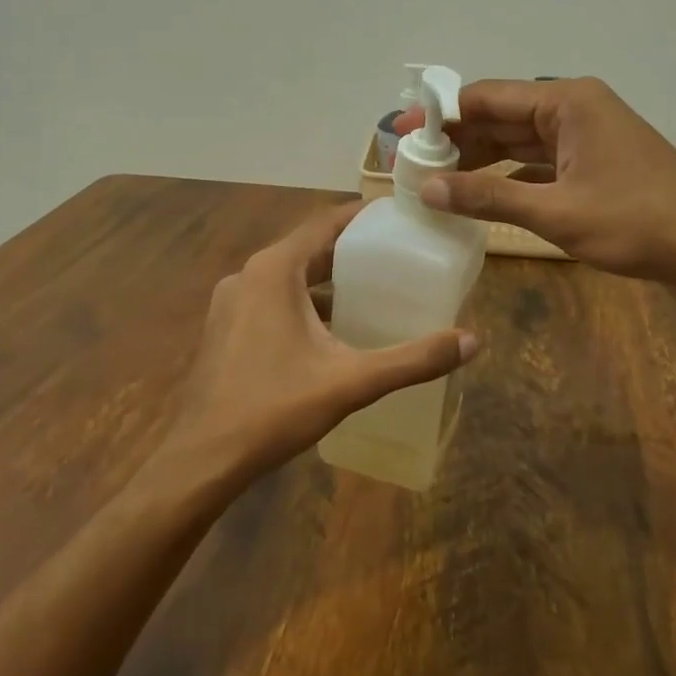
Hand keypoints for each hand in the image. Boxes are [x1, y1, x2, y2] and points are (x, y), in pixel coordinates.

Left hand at [161, 202, 478, 483]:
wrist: (203, 460)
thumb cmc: (275, 408)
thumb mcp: (351, 381)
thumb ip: (413, 359)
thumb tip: (472, 341)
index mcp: (274, 271)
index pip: (324, 223)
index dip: (361, 215)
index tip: (397, 215)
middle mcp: (248, 276)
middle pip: (307, 249)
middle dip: (349, 250)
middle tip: (395, 254)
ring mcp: (230, 303)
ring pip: (288, 277)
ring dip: (326, 279)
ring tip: (371, 288)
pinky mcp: (225, 329)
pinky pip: (271, 300)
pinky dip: (303, 303)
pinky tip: (331, 330)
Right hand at [399, 78, 675, 291]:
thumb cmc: (638, 224)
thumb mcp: (556, 211)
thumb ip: (488, 197)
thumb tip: (427, 187)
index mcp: (567, 101)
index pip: (487, 97)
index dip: (440, 114)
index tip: (401, 132)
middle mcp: (575, 109)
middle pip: (501, 116)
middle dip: (457, 139)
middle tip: (410, 162)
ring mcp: (588, 138)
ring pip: (520, 142)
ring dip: (481, 159)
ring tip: (435, 179)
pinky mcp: (596, 166)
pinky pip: (540, 164)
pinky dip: (510, 178)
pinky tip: (480, 195)